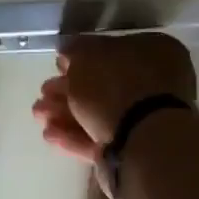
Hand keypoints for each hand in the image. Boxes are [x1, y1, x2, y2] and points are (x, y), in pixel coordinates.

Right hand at [33, 33, 195, 163]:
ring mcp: (149, 119)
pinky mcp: (136, 149)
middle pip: (104, 83)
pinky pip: (103, 136)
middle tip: (43, 94)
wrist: (141, 140)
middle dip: (68, 90)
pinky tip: (51, 136)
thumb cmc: (115, 85)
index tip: (57, 67)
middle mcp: (158, 82)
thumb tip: (68, 52)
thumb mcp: (86, 55)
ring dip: (66, 113)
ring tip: (40, 117)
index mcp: (155, 51)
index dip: (82, 57)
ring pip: (100, 111)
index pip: (114, 49)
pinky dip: (76, 135)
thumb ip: (74, 50)